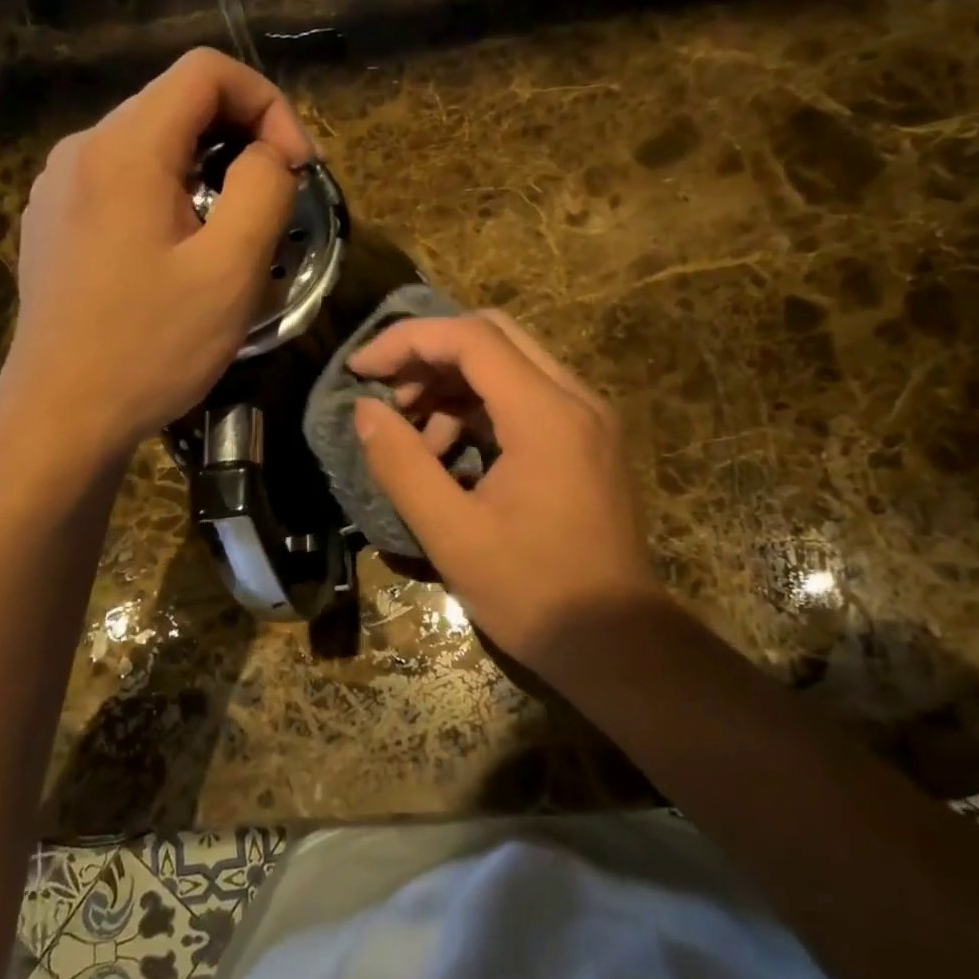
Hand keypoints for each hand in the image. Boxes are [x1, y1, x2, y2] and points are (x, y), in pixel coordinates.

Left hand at [5, 48, 316, 451]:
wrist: (61, 415)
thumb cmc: (151, 347)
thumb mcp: (230, 271)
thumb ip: (263, 190)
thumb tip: (269, 154)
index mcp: (125, 148)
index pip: (206, 72)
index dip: (268, 104)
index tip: (296, 168)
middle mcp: (82, 148)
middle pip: (177, 103)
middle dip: (242, 138)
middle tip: (278, 201)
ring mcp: (59, 185)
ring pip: (151, 144)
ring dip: (208, 170)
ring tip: (234, 232)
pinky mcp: (54, 221)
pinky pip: (123, 181)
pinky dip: (169, 194)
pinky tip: (180, 252)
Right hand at [348, 311, 663, 671]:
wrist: (618, 643)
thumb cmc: (532, 592)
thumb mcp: (451, 534)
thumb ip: (402, 465)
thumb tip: (366, 411)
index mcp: (546, 415)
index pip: (471, 338)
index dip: (407, 341)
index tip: (360, 369)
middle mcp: (575, 399)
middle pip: (493, 335)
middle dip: (430, 355)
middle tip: (387, 393)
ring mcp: (588, 417)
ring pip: (511, 363)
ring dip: (454, 383)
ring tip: (413, 434)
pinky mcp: (588, 439)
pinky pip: (527, 397)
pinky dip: (481, 408)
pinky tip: (450, 453)